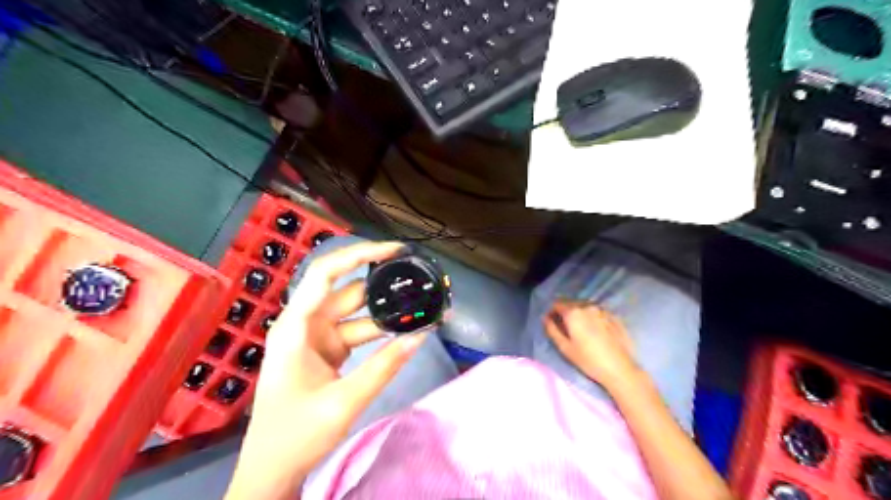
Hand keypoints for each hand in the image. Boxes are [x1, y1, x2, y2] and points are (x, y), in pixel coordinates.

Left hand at [227, 243, 428, 498]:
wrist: (272, 469)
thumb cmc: (296, 435)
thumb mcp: (344, 402)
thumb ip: (384, 367)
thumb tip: (421, 335)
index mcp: (296, 326)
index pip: (326, 273)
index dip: (359, 254)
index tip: (394, 250)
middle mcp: (305, 324)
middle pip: (347, 289)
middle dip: (382, 283)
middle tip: (418, 278)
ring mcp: (316, 337)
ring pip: (356, 311)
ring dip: (386, 310)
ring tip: (420, 306)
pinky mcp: (327, 350)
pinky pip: (356, 330)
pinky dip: (379, 329)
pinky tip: (404, 329)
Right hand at [543, 301, 640, 390]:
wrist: (620, 369)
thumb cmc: (588, 360)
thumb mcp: (564, 348)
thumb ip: (552, 329)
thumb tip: (546, 318)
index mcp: (573, 312)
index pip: (557, 304)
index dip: (552, 313)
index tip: (553, 324)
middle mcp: (588, 306)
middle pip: (571, 303)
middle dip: (565, 312)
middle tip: (566, 328)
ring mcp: (603, 310)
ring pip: (585, 306)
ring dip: (579, 313)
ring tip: (581, 330)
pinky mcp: (614, 316)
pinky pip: (597, 312)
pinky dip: (592, 317)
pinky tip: (595, 331)